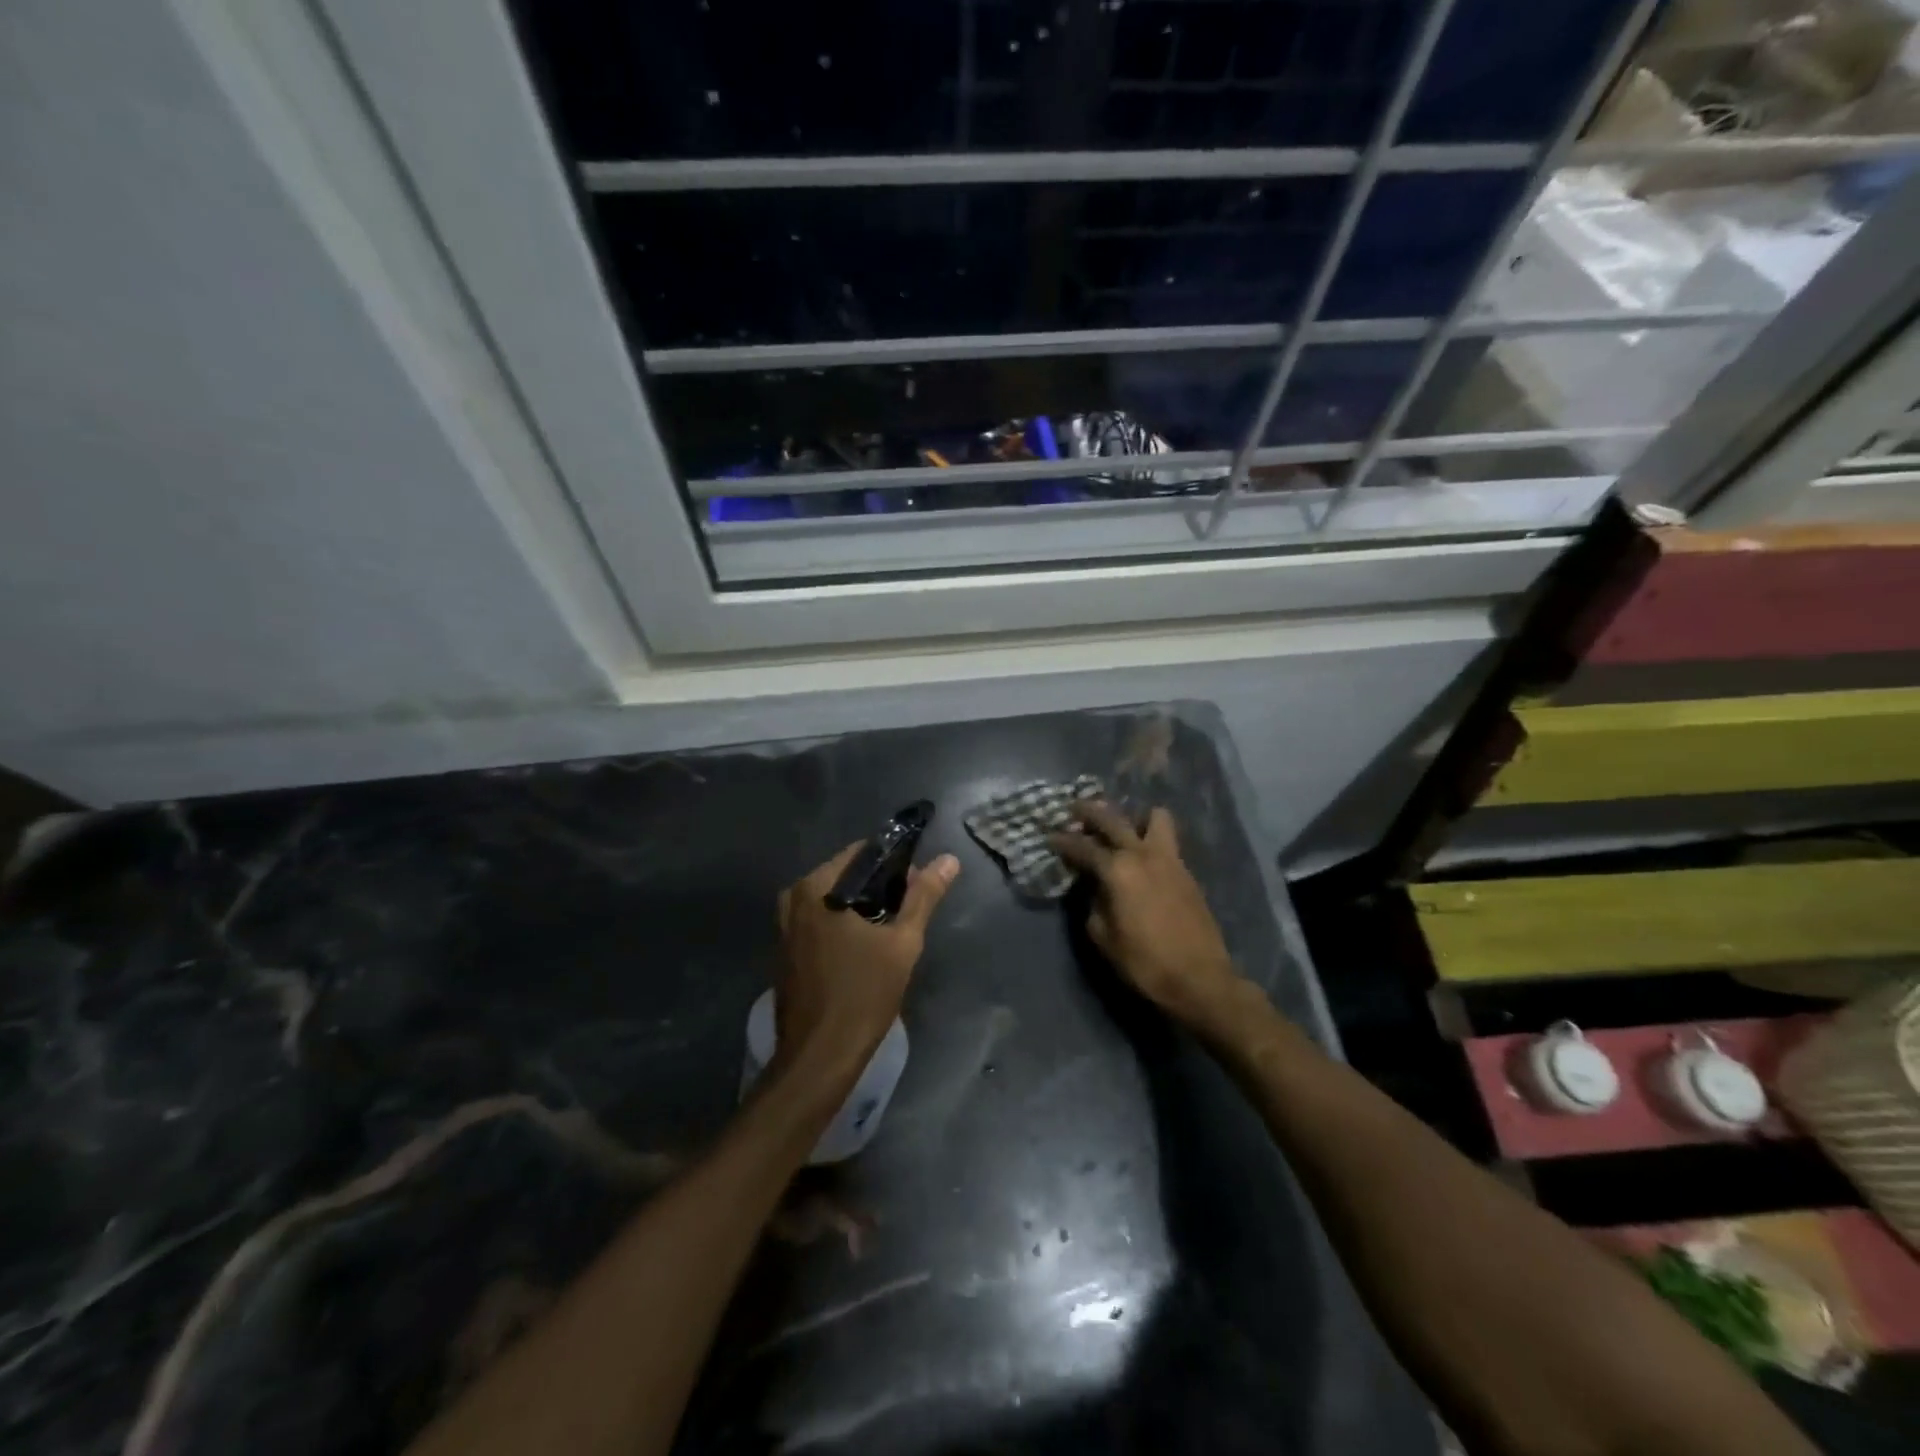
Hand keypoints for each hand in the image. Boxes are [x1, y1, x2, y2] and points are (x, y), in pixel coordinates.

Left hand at [774, 843, 960, 1073]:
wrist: (819, 1056)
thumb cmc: (863, 994)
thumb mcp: (903, 942)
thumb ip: (924, 896)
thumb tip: (949, 859)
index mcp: (816, 887)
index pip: (862, 853)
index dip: (895, 864)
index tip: (918, 885)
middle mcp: (793, 898)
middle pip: (846, 876)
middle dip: (879, 888)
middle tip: (910, 911)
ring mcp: (784, 925)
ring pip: (833, 901)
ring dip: (862, 909)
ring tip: (893, 930)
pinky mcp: (785, 950)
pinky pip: (819, 922)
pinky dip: (843, 926)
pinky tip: (866, 948)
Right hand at [1049, 802, 1243, 1028]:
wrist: (1199, 978)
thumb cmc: (1145, 962)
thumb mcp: (1104, 937)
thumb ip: (1093, 904)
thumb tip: (1095, 889)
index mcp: (1117, 870)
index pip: (1082, 846)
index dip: (1062, 840)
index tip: (1049, 835)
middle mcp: (1142, 854)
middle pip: (1113, 818)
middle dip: (1089, 811)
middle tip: (1074, 808)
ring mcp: (1169, 859)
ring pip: (1153, 818)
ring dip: (1134, 817)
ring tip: (1122, 829)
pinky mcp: (1186, 872)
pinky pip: (1166, 840)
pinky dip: (1150, 837)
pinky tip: (1141, 856)